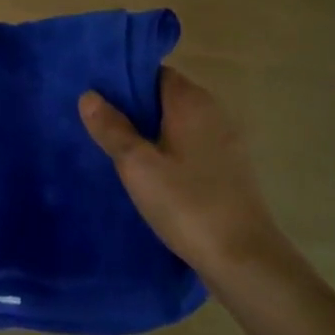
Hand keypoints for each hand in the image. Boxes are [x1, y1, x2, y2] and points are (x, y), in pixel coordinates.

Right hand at [80, 67, 286, 282]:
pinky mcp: (230, 171)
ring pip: (178, 125)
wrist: (246, 261)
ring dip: (151, 134)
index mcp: (191, 101)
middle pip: (165, 98)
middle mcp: (212, 112)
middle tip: (99, 126)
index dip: (125, 81)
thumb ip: (112, 128)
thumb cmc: (188, 204)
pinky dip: (170, 153)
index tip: (97, 96)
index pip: (154, 73)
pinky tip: (151, 177)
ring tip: (117, 152)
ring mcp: (225, 142)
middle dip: (134, 109)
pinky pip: (191, 148)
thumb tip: (89, 95)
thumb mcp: (138, 166)